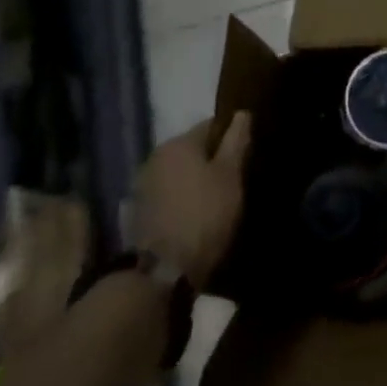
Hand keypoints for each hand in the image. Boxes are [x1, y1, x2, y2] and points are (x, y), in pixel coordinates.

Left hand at [134, 114, 251, 290]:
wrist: (163, 272)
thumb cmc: (205, 214)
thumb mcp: (230, 175)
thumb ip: (236, 141)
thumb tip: (242, 113)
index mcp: (178, 142)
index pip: (212, 125)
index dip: (232, 136)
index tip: (247, 152)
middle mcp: (156, 156)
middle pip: (193, 148)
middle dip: (213, 158)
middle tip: (236, 177)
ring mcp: (143, 185)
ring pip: (180, 171)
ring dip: (196, 179)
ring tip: (218, 197)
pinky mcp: (139, 211)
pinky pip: (169, 192)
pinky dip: (183, 196)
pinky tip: (197, 212)